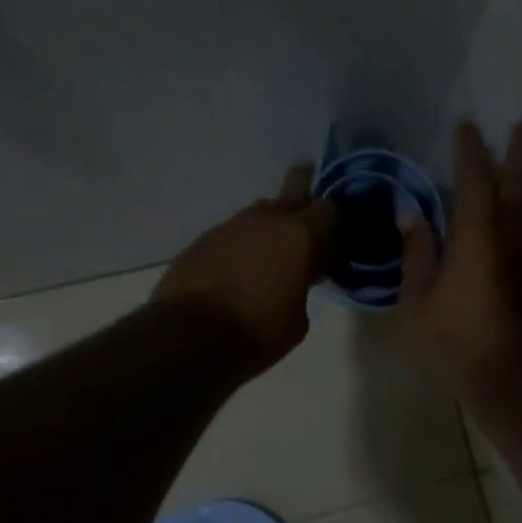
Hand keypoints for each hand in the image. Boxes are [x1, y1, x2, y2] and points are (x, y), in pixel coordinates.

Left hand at [153, 164, 335, 374]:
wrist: (189, 336)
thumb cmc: (257, 331)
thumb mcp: (299, 319)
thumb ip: (303, 287)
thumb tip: (294, 279)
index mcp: (299, 235)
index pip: (328, 209)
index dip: (332, 226)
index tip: (329, 248)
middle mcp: (266, 219)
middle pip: (294, 186)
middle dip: (305, 194)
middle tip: (307, 218)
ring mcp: (231, 225)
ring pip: (260, 212)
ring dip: (270, 227)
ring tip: (269, 258)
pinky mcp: (204, 239)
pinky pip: (234, 233)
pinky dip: (242, 246)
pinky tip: (238, 272)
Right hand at [398, 122, 521, 405]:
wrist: (514, 380)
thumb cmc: (458, 340)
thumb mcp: (418, 300)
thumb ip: (417, 252)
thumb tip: (412, 213)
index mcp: (479, 235)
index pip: (475, 179)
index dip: (470, 151)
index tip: (467, 126)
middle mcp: (511, 237)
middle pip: (518, 184)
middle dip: (519, 153)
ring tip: (515, 164)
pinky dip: (516, 213)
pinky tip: (505, 220)